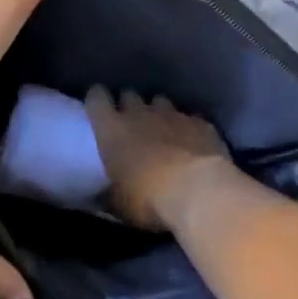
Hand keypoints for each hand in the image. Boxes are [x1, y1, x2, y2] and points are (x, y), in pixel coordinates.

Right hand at [84, 87, 235, 232]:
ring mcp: (173, 115)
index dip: (97, 99)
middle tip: (131, 124)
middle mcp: (140, 114)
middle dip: (128, 105)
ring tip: (163, 131)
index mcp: (112, 129)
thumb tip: (103, 195)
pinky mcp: (201, 124)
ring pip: (160, 101)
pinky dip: (188, 128)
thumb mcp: (119, 203)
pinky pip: (190, 118)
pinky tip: (192, 143)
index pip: (96, 98)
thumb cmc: (148, 198)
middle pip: (129, 95)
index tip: (99, 107)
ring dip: (158, 113)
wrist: (199, 192)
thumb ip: (110, 193)